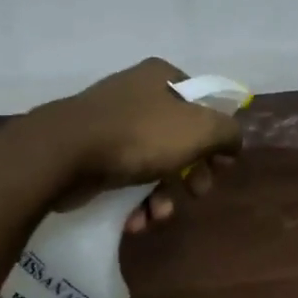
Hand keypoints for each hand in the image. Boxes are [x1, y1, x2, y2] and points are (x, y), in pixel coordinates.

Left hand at [33, 58, 243, 230]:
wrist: (64, 154)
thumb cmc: (139, 136)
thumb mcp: (200, 130)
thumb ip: (227, 133)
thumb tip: (232, 143)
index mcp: (161, 77)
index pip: (203, 103)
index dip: (216, 136)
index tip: (221, 166)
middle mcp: (136, 94)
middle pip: (179, 138)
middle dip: (190, 174)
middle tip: (196, 194)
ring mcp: (109, 123)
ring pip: (152, 163)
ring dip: (162, 196)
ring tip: (158, 216)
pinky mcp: (89, 152)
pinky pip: (123, 177)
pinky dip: (133, 201)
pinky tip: (134, 220)